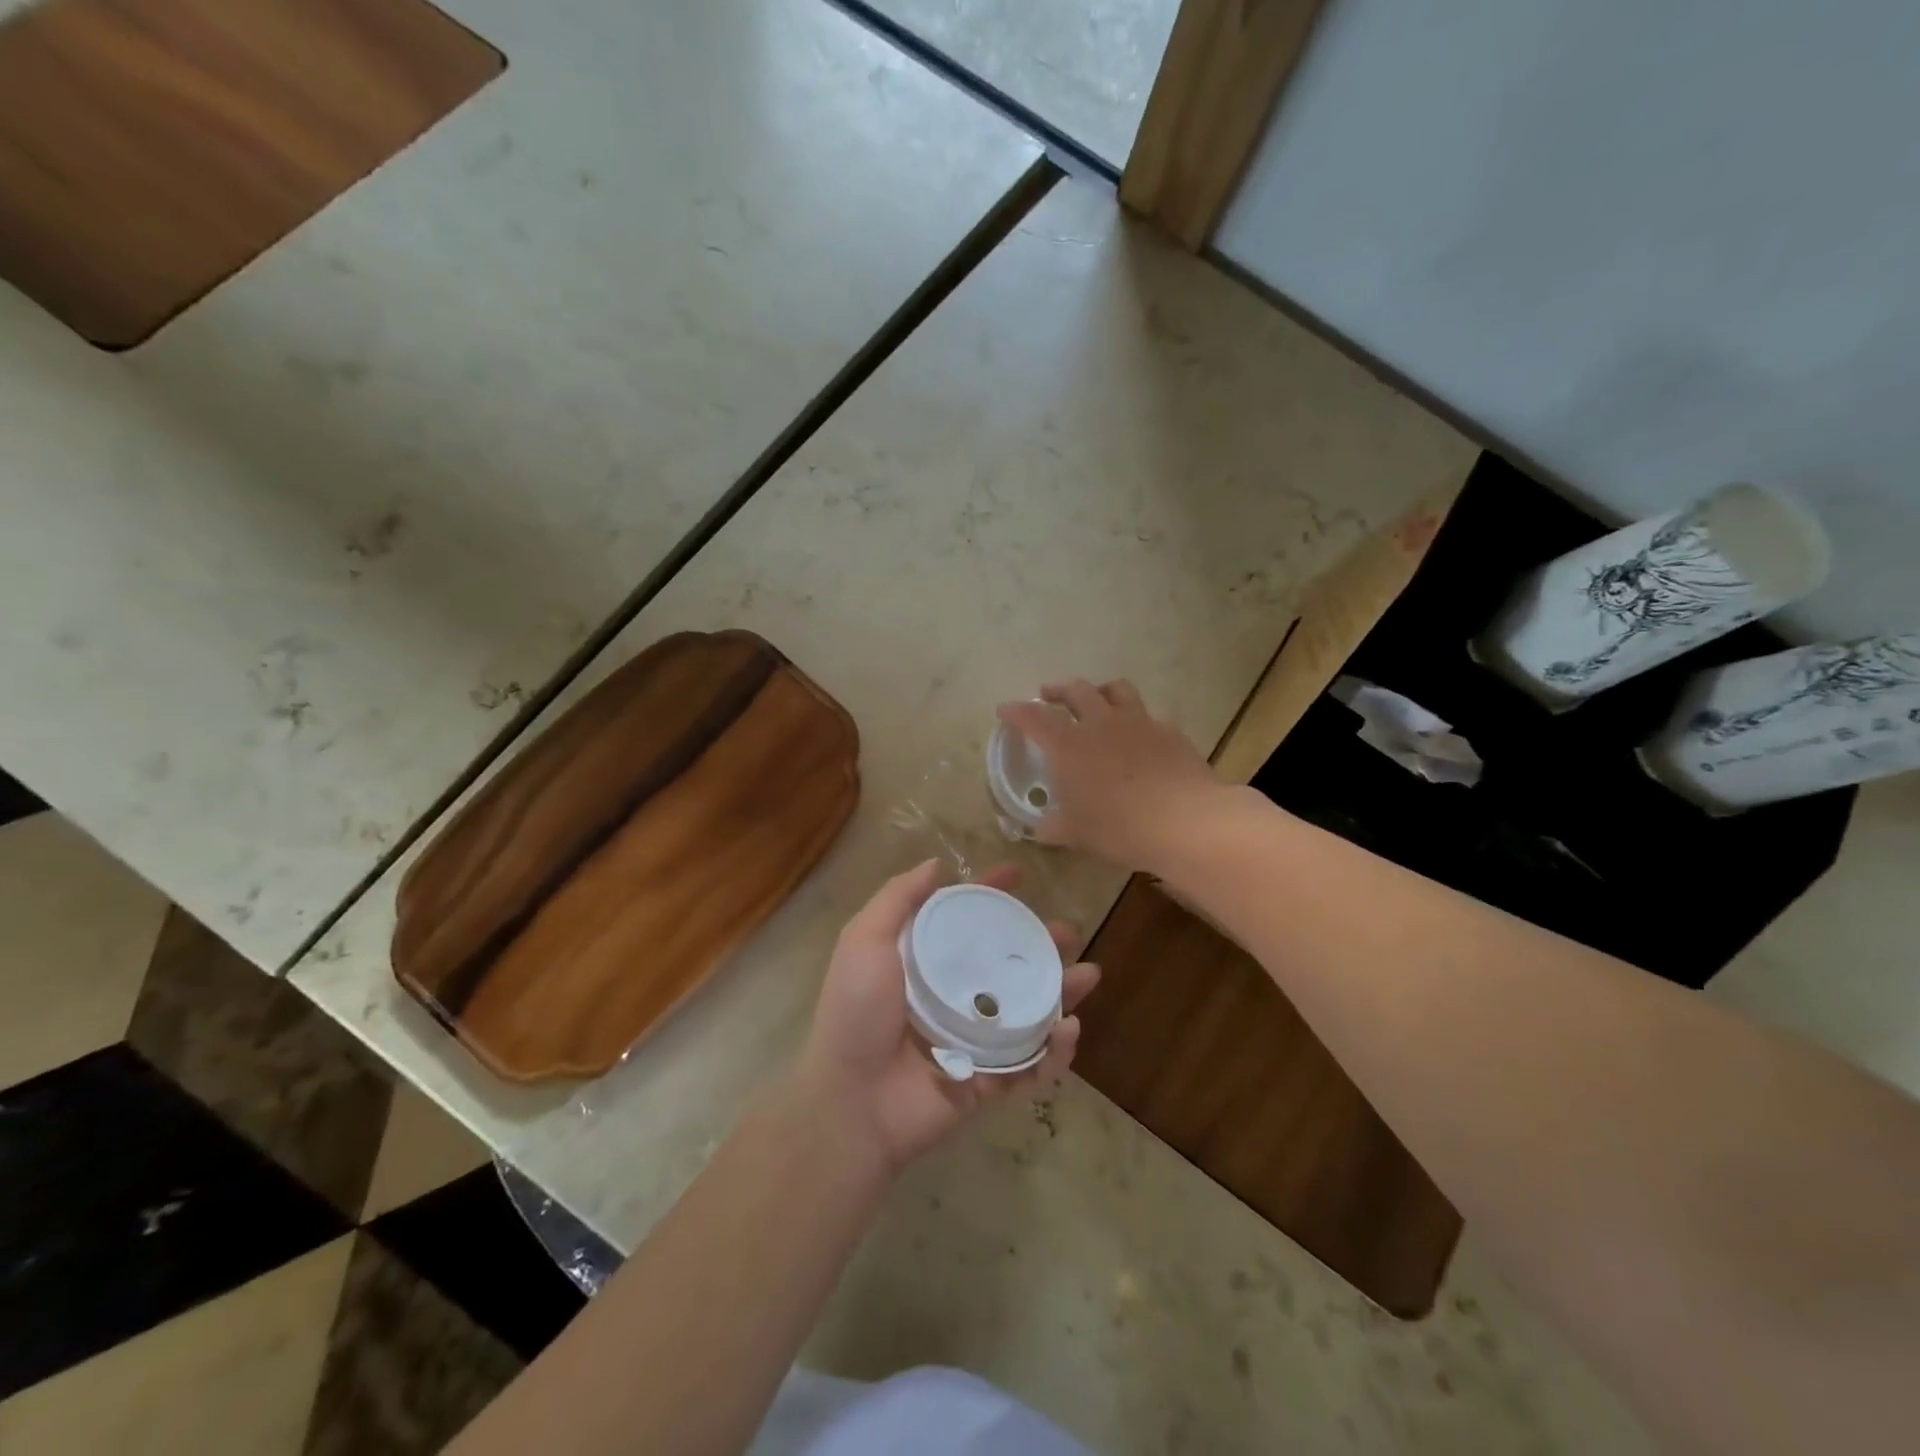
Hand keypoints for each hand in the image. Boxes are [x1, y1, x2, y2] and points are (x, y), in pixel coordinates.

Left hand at [794, 860, 1098, 1175]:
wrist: (851, 1102)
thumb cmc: (856, 1013)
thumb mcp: (865, 941)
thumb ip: (897, 900)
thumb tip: (936, 865)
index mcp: (924, 964)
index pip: (965, 921)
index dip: (991, 895)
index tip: (1019, 875)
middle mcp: (951, 996)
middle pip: (1006, 964)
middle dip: (1040, 945)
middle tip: (1067, 933)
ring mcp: (973, 1041)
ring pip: (1029, 1010)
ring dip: (1062, 992)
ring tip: (1089, 974)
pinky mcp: (988, 1082)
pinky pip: (1031, 1065)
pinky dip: (1055, 1051)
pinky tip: (1068, 1029)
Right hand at [998, 679, 1222, 870]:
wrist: (1185, 822)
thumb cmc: (1119, 827)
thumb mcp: (1076, 833)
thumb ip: (1052, 826)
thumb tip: (1038, 827)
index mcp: (1069, 745)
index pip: (1033, 717)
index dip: (1016, 711)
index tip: (1005, 710)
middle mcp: (1101, 723)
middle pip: (1075, 690)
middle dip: (1056, 689)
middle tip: (1047, 694)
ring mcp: (1139, 722)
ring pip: (1115, 689)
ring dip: (1099, 690)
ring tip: (1095, 699)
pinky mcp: (1169, 732)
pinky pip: (1148, 716)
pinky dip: (1135, 720)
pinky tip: (1138, 736)